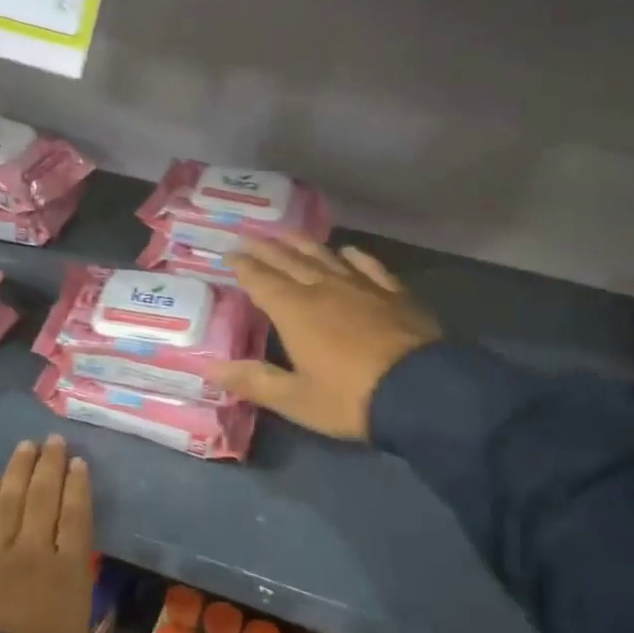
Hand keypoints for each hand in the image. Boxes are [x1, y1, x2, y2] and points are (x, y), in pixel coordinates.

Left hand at [0, 437, 131, 632]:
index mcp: (69, 573)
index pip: (76, 516)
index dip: (78, 486)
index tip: (78, 462)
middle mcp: (34, 552)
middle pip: (43, 497)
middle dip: (50, 465)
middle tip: (53, 440)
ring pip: (10, 500)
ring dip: (18, 469)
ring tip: (26, 445)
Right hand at [212, 236, 441, 439]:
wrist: (423, 393)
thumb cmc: (350, 398)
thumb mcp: (295, 399)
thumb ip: (253, 381)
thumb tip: (210, 368)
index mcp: (295, 311)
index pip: (261, 280)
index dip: (243, 266)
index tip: (229, 253)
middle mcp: (324, 289)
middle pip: (289, 261)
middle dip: (266, 247)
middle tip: (249, 234)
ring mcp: (362, 287)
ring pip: (325, 256)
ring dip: (303, 243)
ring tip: (287, 233)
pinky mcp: (394, 294)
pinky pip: (369, 267)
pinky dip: (354, 256)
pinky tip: (348, 251)